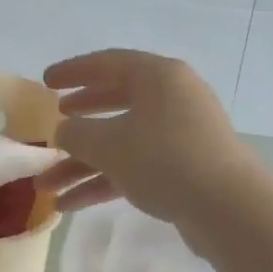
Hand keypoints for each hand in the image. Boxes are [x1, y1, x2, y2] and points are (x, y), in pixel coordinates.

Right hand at [37, 50, 272, 234]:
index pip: (108, 63)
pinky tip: (71, 205)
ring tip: (46, 185)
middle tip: (54, 124)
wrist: (227, 208)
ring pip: (122, 142)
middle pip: (116, 102)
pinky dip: (105, 182)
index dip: (73, 72)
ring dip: (83, 164)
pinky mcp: (184, 169)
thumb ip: (76, 133)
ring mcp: (180, 136)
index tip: (45, 82)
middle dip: (80, 120)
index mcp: (158, 77)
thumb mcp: (108, 144)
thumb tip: (64, 131)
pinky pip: (136, 167)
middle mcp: (172, 99)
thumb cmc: (164, 160)